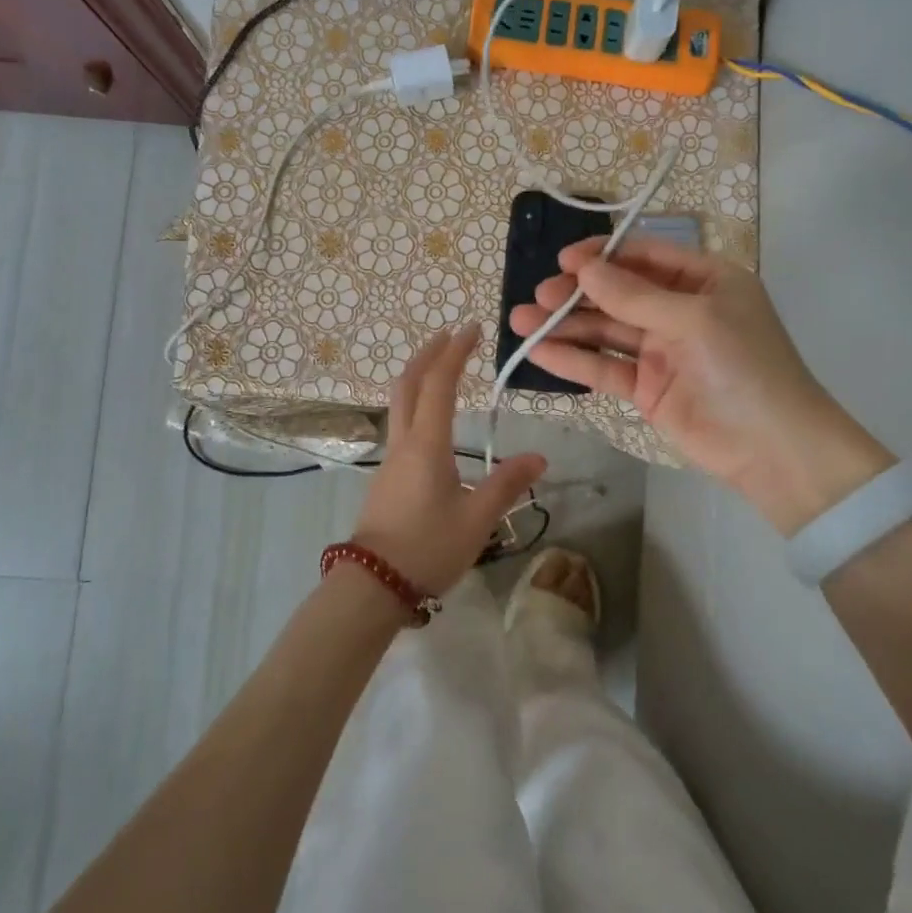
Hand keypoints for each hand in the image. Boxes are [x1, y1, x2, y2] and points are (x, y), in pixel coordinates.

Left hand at [348, 325, 545, 596]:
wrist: (372, 584)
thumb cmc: (427, 548)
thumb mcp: (477, 519)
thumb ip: (506, 485)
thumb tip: (539, 458)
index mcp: (427, 444)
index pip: (440, 384)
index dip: (456, 351)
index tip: (472, 328)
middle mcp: (404, 442)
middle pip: (409, 384)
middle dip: (429, 353)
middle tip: (450, 335)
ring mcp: (390, 459)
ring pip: (400, 403)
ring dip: (419, 377)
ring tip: (442, 369)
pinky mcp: (386, 477)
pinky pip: (401, 424)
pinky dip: (416, 403)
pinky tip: (432, 420)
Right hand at [509, 238, 893, 534]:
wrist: (773, 449)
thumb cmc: (744, 366)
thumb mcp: (693, 320)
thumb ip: (634, 296)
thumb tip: (584, 269)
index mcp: (704, 281)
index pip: (645, 256)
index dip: (603, 256)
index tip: (564, 261)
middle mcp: (679, 310)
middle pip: (618, 293)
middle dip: (577, 293)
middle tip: (540, 296)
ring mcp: (661, 351)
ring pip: (606, 331)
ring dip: (565, 326)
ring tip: (520, 321)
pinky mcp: (646, 388)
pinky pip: (605, 367)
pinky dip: (574, 360)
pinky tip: (538, 352)